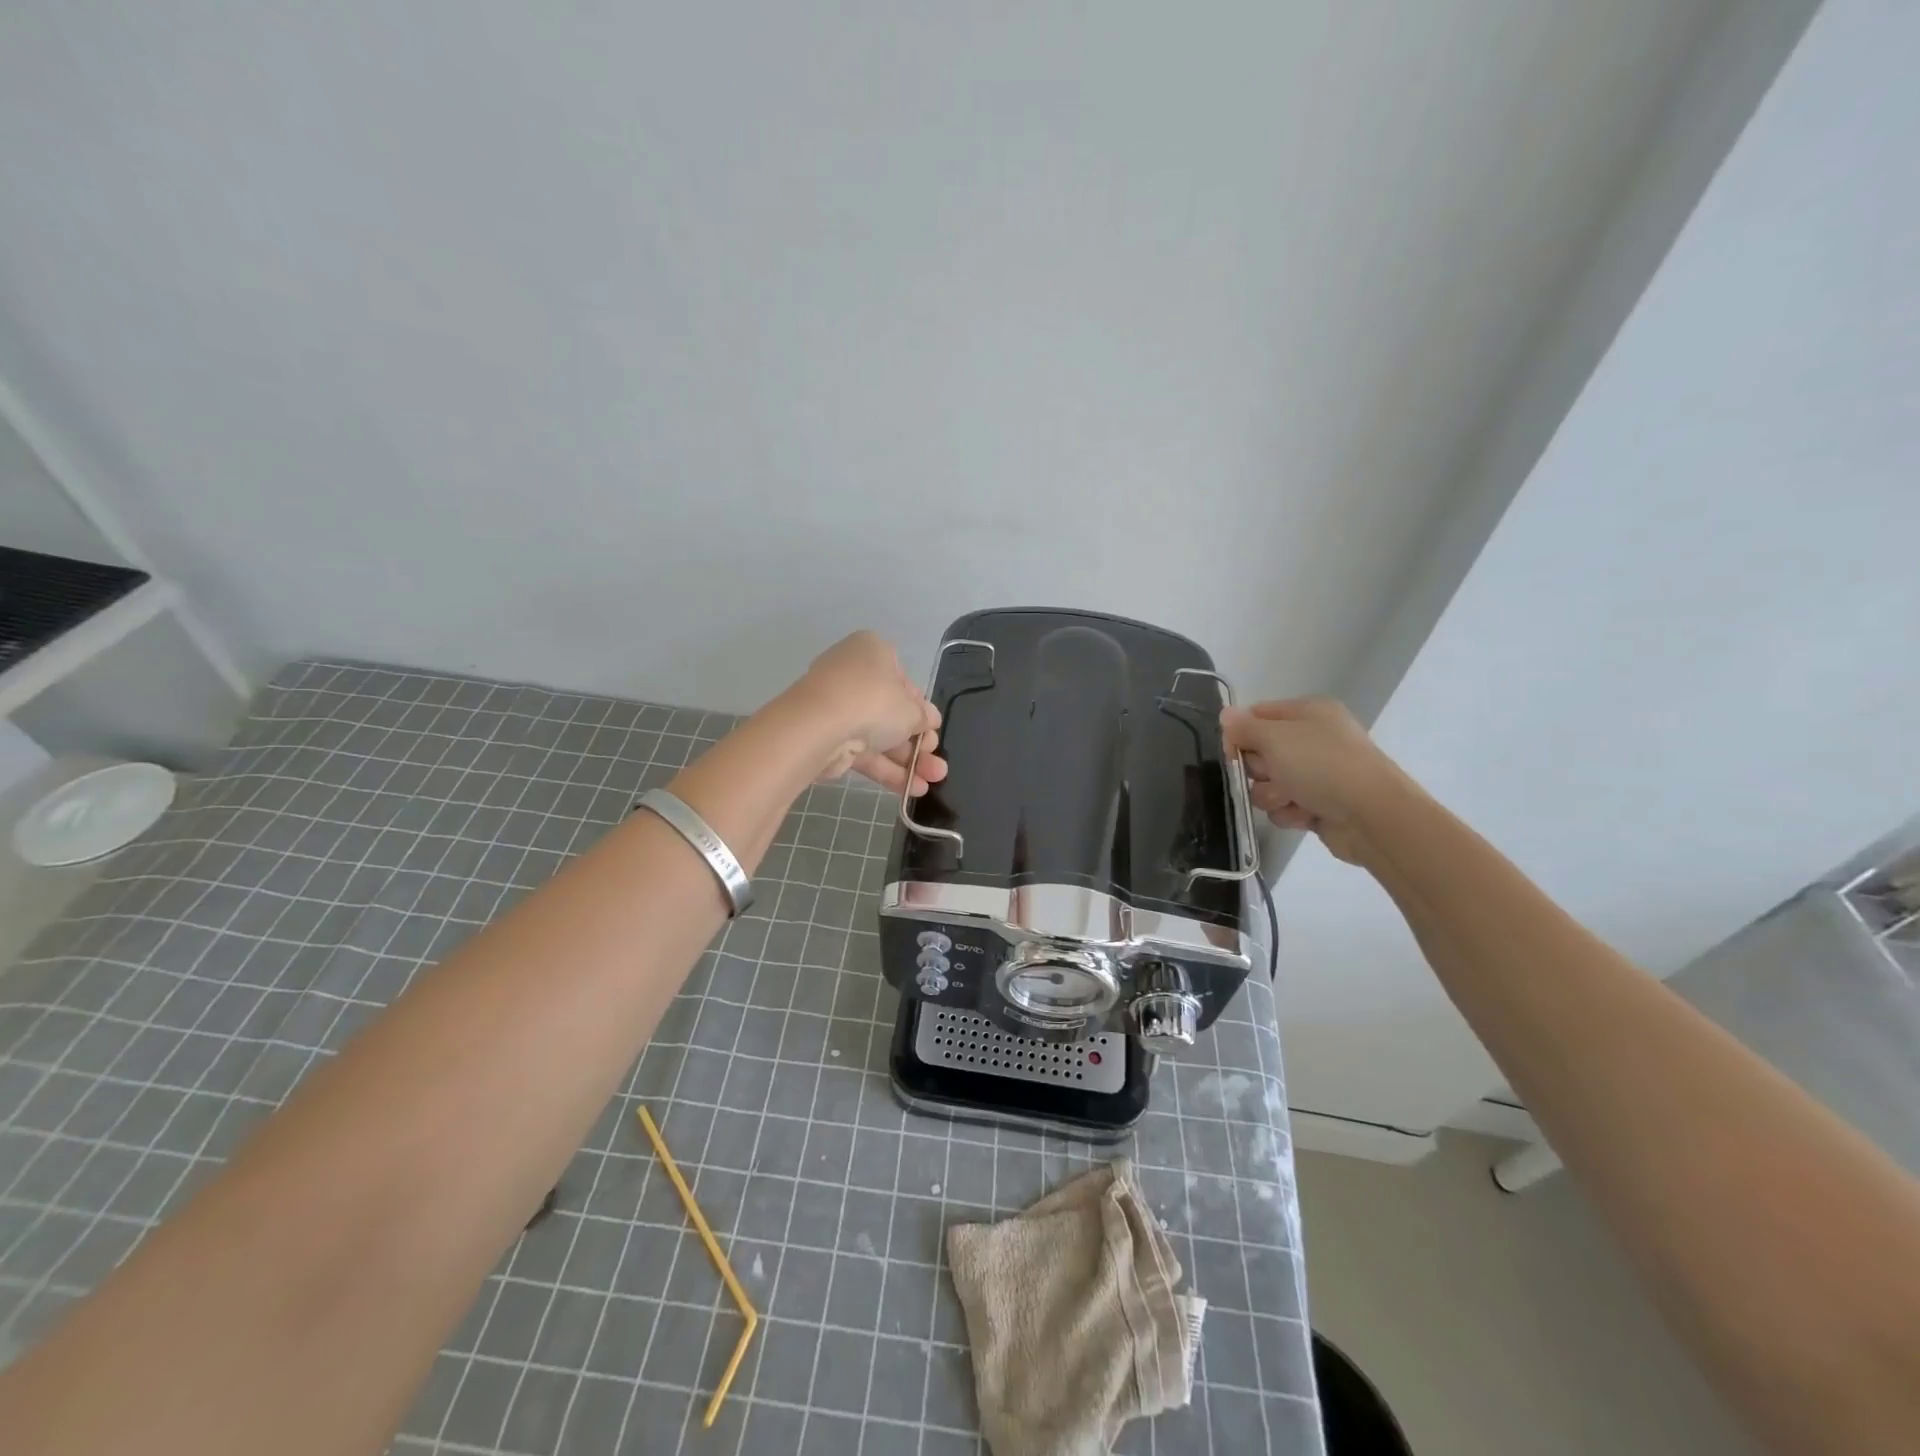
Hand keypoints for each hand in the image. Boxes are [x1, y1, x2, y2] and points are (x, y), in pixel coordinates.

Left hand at [788, 631, 947, 796]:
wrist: (818, 727)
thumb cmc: (873, 702)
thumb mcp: (911, 709)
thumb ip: (923, 717)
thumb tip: (930, 720)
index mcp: (873, 652)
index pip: (903, 680)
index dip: (921, 707)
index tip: (933, 728)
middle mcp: (852, 675)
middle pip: (891, 711)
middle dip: (918, 741)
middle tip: (937, 762)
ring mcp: (836, 707)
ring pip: (879, 735)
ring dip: (907, 760)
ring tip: (933, 782)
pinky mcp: (827, 737)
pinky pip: (863, 752)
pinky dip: (886, 769)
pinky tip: (912, 790)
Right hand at [1220, 698, 1403, 863]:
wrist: (1371, 815)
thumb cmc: (1322, 765)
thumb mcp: (1276, 738)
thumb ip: (1244, 727)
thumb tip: (1225, 714)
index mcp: (1308, 713)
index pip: (1257, 715)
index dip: (1239, 734)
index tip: (1232, 752)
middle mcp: (1312, 739)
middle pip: (1259, 752)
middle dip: (1259, 770)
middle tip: (1273, 773)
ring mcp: (1317, 773)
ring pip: (1268, 784)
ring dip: (1273, 794)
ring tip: (1293, 798)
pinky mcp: (1318, 804)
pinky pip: (1284, 806)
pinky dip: (1290, 812)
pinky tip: (1305, 814)